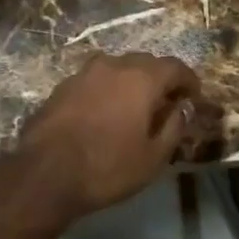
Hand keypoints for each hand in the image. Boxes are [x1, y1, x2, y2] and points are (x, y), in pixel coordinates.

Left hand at [16, 53, 208, 218]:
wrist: (44, 174)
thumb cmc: (107, 167)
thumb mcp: (153, 157)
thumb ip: (174, 127)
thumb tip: (183, 109)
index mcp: (142, 78)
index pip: (175, 67)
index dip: (189, 80)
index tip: (194, 97)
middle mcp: (114, 65)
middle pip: (146, 63)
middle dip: (160, 79)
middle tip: (167, 102)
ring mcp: (84, 73)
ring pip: (118, 69)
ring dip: (131, 82)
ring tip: (135, 107)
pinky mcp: (62, 86)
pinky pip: (95, 81)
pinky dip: (107, 90)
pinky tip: (105, 113)